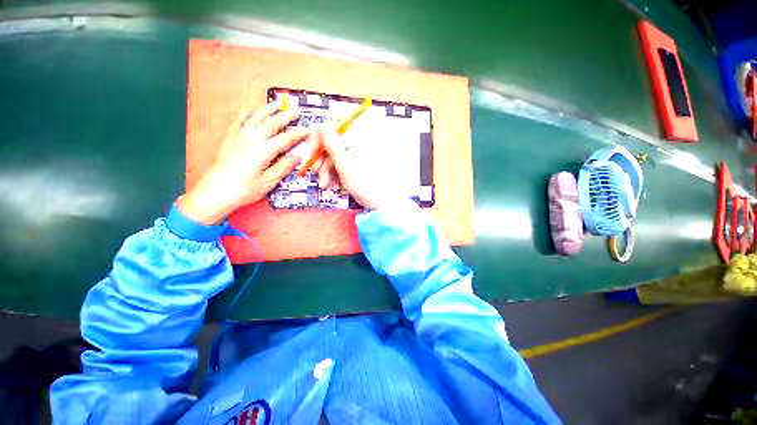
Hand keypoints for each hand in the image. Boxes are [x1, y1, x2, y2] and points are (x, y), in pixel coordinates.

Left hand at [178, 103, 308, 223]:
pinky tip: (251, 109)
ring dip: (268, 109)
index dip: (298, 134)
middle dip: (286, 116)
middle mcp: (252, 139)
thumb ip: (283, 167)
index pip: (286, 139)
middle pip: (272, 123)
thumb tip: (297, 156)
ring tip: (278, 103)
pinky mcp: (230, 138)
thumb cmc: (245, 189)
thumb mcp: (269, 182)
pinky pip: (239, 121)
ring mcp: (239, 136)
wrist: (216, 191)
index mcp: (264, 151)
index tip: (308, 130)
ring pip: (256, 118)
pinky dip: (246, 113)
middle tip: (296, 110)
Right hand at [313, 125, 393, 209]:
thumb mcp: (345, 166)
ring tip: (325, 184)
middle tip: (315, 172)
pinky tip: (330, 183)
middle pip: (329, 143)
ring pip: (332, 155)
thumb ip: (333, 146)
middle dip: (320, 159)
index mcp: (356, 139)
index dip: (318, 140)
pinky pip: (337, 163)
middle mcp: (355, 142)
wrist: (378, 202)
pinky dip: (331, 173)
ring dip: (325, 169)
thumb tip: (322, 125)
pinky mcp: (353, 163)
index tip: (311, 154)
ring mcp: (353, 154)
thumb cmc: (364, 185)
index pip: (331, 129)